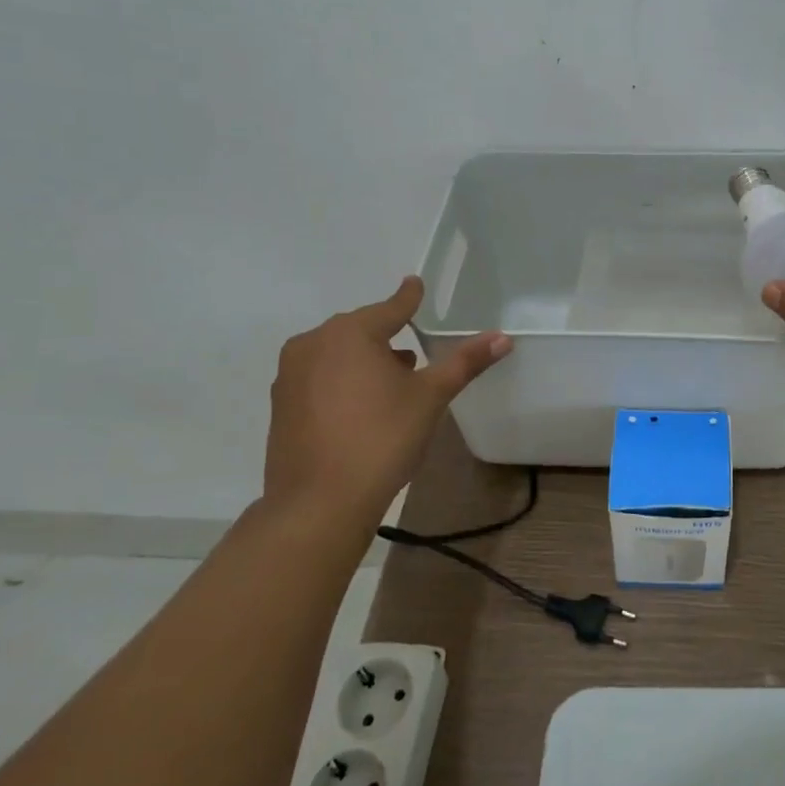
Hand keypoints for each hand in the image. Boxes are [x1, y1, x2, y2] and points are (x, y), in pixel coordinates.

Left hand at [263, 277, 510, 521]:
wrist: (320, 502)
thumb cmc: (382, 438)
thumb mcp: (430, 397)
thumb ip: (464, 363)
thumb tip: (503, 337)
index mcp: (350, 333)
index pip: (390, 308)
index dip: (408, 298)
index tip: (415, 284)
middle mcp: (313, 344)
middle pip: (360, 330)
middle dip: (387, 336)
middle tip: (414, 352)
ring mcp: (291, 375)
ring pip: (337, 354)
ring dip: (365, 360)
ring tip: (392, 380)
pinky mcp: (282, 405)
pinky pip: (319, 377)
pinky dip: (342, 380)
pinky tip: (361, 405)